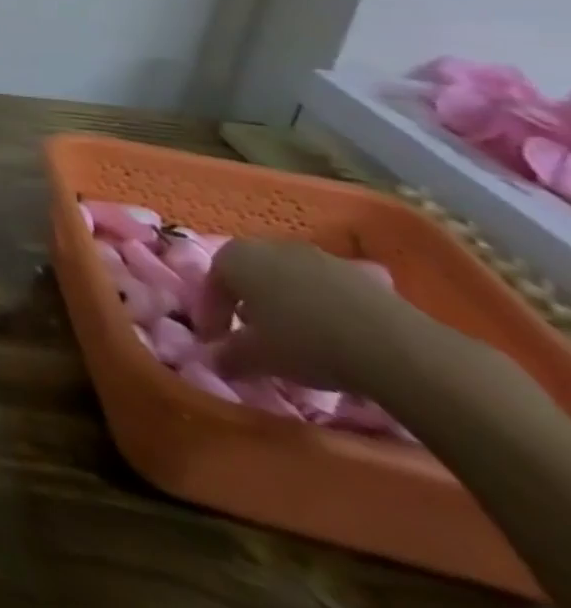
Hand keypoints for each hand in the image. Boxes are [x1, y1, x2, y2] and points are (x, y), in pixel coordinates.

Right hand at [196, 238, 420, 389]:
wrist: (395, 347)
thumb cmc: (304, 343)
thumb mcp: (256, 357)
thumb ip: (228, 356)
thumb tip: (215, 361)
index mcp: (235, 257)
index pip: (212, 285)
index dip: (212, 316)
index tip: (218, 345)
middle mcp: (270, 246)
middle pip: (250, 276)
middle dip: (248, 305)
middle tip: (254, 337)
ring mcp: (318, 256)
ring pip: (289, 281)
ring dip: (287, 307)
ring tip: (297, 340)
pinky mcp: (359, 274)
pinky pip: (326, 291)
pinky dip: (323, 310)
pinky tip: (334, 338)